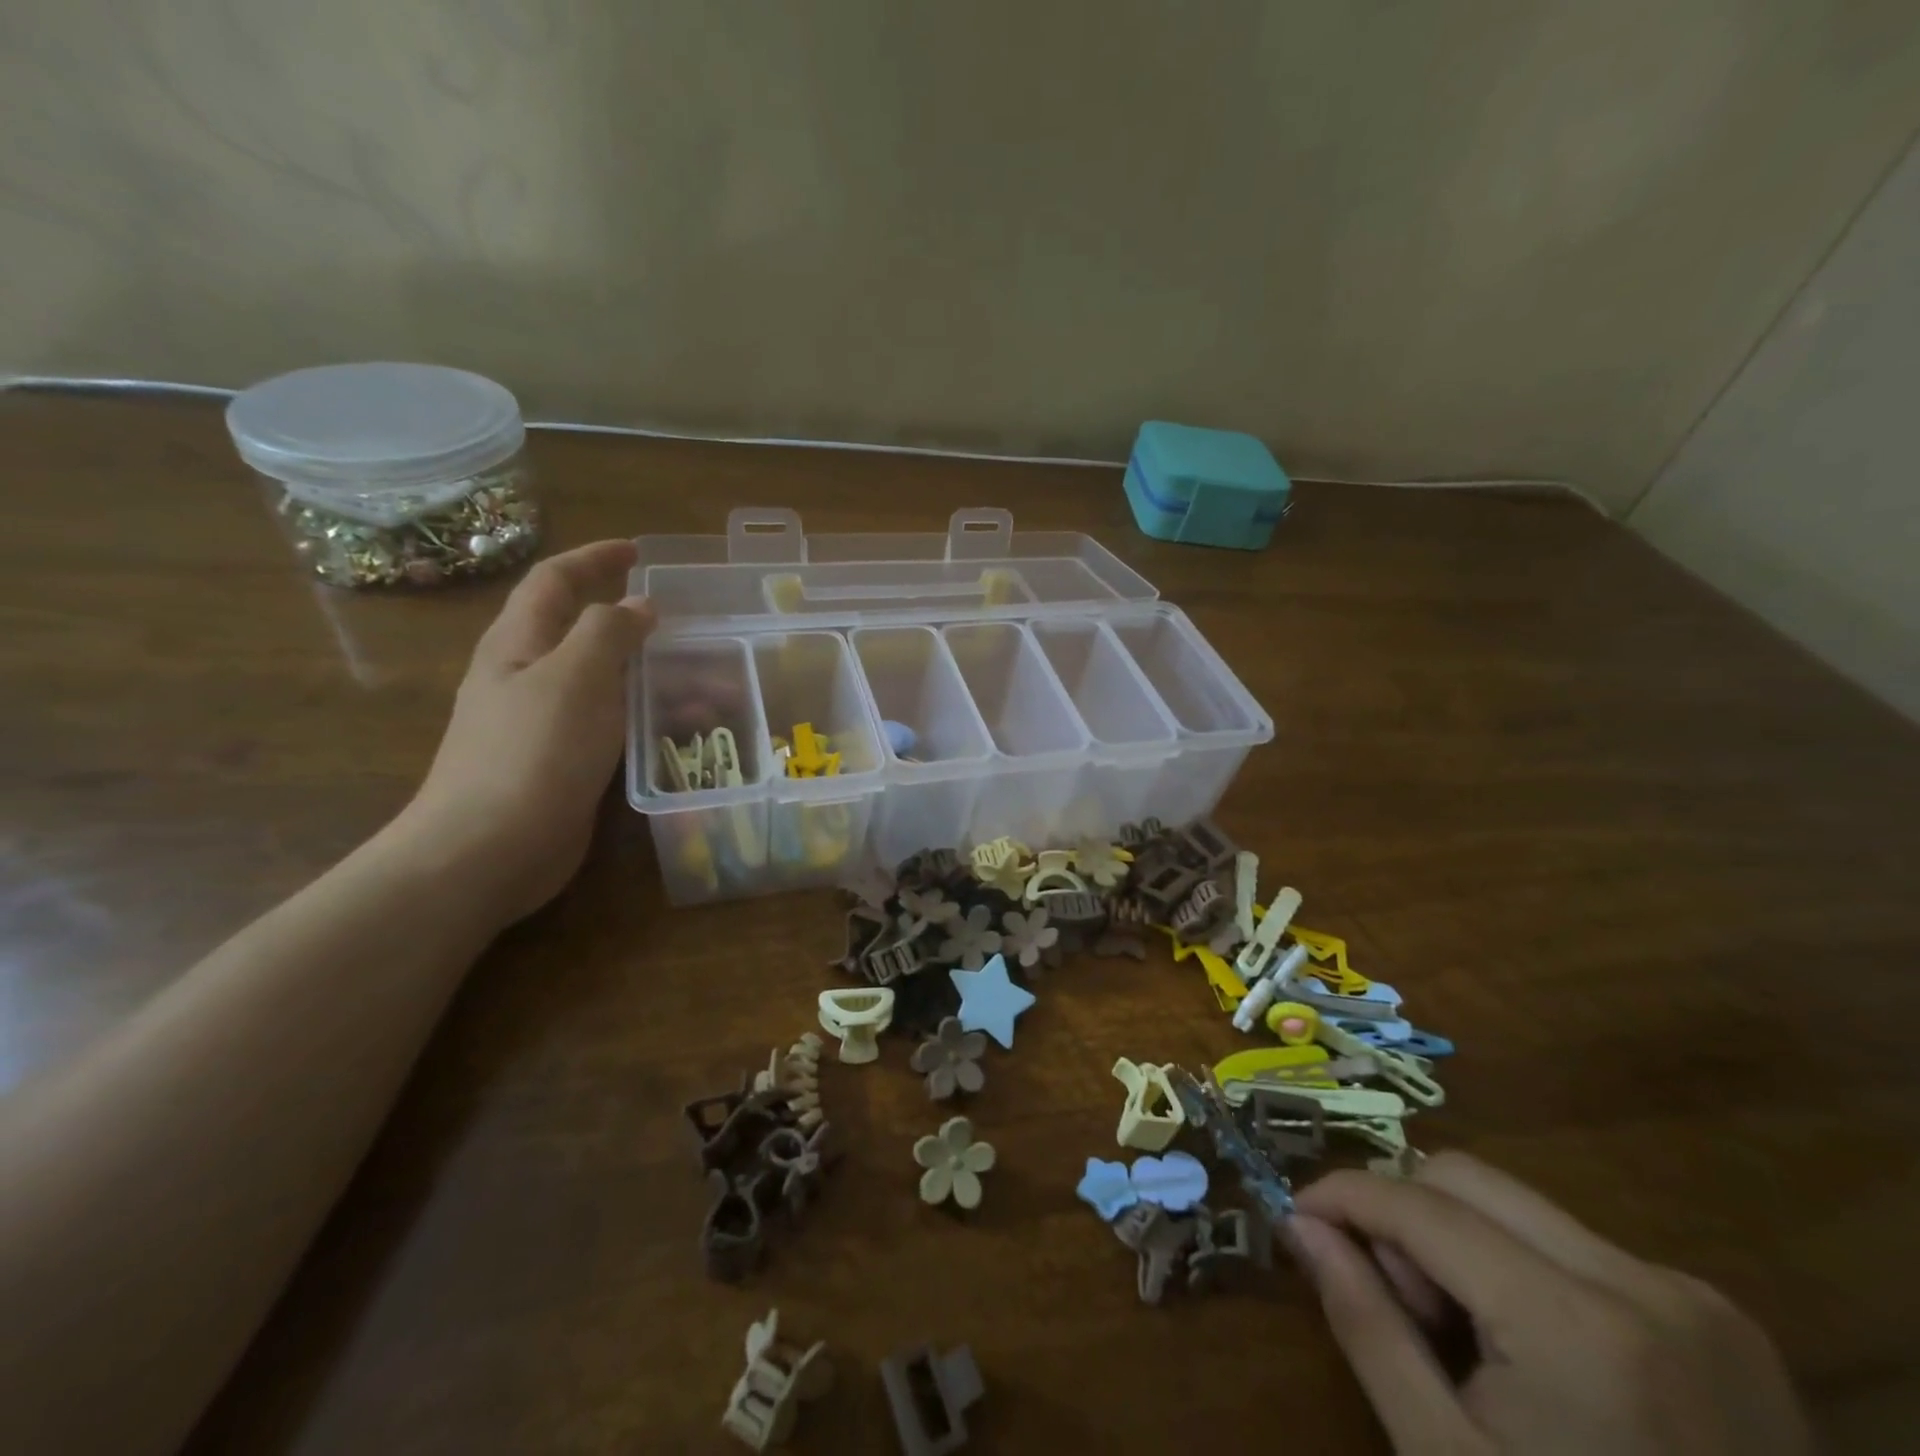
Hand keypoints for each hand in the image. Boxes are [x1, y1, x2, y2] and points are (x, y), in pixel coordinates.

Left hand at [399, 540, 654, 925]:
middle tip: (684, 623)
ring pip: (606, 681)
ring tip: (710, 685)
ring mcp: (545, 721)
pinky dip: (649, 716)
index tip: (639, 551)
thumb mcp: (575, 678)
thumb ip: (609, 632)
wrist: (489, 850)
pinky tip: (684, 730)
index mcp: (520, 643)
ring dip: (654, 675)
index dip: (595, 558)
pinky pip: (613, 723)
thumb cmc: (532, 753)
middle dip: (632, 619)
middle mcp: (529, 675)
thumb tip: (638, 604)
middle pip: (582, 629)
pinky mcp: (564, 761)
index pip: (556, 581)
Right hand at [1290, 1153, 1809, 1455]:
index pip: (1420, 1205)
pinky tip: (1528, 1345)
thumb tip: (1300, 1224)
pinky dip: (1516, 1261)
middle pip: (1466, 1177)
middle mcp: (1643, 1283)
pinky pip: (1571, 1240)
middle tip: (1394, 1296)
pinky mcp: (1719, 1318)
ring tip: (1461, 1330)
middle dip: (1402, 1212)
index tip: (1296, 1215)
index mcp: (1579, 1328)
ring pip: (1515, 1201)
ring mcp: (1694, 1298)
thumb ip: (1364, 1323)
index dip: (1342, 1195)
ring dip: (1457, 1235)